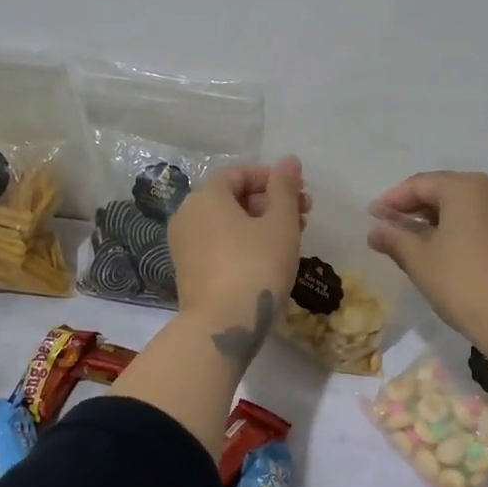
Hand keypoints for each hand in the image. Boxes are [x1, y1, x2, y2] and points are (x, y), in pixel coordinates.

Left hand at [169, 156, 307, 330]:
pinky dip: (241, 242)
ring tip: (291, 238)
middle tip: (303, 215)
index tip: (299, 192)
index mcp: (207, 197)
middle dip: (270, 202)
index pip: (239, 174)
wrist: (223, 325)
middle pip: (232, 197)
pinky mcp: (187, 270)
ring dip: (259, 223)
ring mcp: (184, 244)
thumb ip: (285, 188)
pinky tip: (267, 258)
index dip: (271, 178)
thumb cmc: (257, 266)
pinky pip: (217, 244)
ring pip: (226, 223)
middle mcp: (188, 215)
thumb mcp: (280, 223)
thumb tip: (289, 161)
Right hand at [367, 171, 487, 359]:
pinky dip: (462, 227)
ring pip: (466, 205)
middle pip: (445, 190)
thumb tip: (375, 230)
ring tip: (416, 241)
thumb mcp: (421, 261)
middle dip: (416, 207)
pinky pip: (484, 218)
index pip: (420, 184)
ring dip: (439, 218)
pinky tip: (448, 249)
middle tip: (391, 228)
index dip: (393, 200)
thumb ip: (395, 239)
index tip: (372, 216)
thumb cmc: (465, 285)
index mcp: (466, 187)